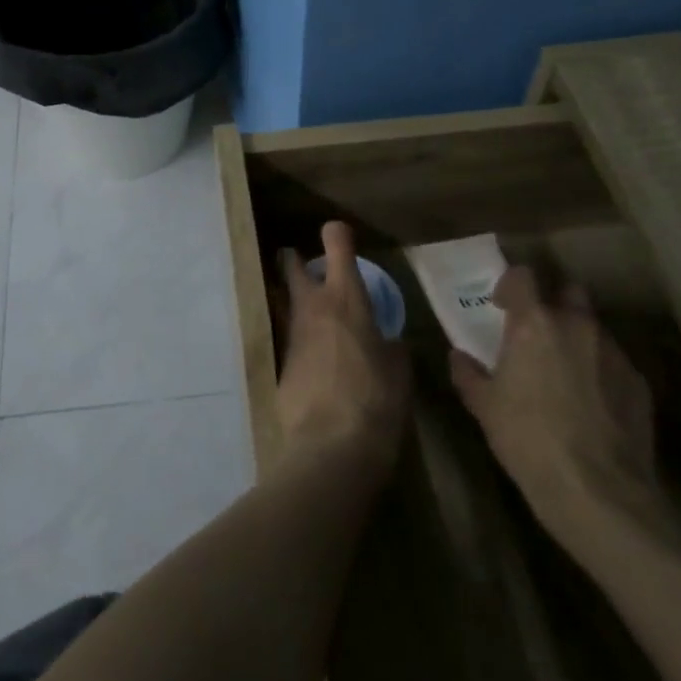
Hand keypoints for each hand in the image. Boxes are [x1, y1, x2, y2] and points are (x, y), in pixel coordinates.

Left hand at [275, 222, 410, 472]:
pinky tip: (311, 355)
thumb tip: (386, 343)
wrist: (331, 446)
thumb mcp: (399, 371)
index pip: (337, 245)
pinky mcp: (281, 361)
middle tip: (302, 263)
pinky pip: (288, 336)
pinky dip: (299, 337)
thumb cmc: (377, 401)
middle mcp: (314, 306)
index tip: (340, 235)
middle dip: (294, 260)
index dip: (338, 235)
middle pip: (292, 267)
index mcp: (347, 298)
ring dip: (294, 299)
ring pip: (286, 301)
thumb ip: (391, 348)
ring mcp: (292, 333)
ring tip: (312, 311)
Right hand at [448, 266, 658, 551]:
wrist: (597, 492)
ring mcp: (614, 353)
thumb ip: (468, 373)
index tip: (502, 306)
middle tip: (537, 333)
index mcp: (534, 323)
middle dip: (553, 304)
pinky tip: (591, 403)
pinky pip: (614, 362)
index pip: (523, 276)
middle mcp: (577, 326)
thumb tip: (459, 356)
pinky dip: (600, 371)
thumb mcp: (483, 406)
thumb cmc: (527, 439)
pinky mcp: (639, 383)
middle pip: (568, 292)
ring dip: (577, 339)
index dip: (510, 285)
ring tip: (565, 372)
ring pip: (594, 329)